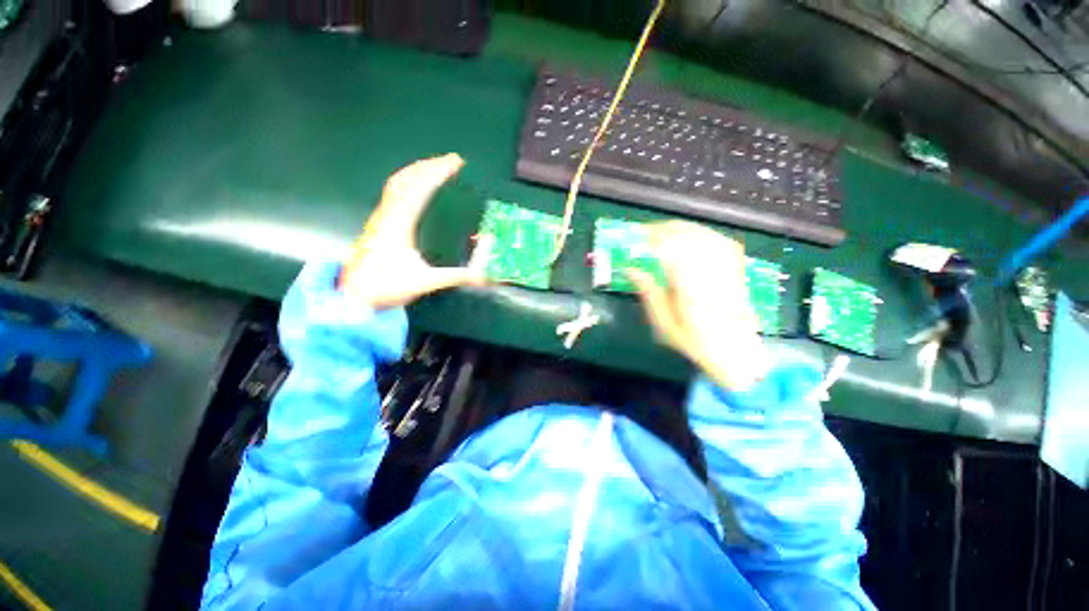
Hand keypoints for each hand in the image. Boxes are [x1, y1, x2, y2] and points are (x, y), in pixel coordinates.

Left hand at [340, 154, 484, 308]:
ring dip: (418, 169)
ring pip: (397, 182)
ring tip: (438, 166)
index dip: (438, 173)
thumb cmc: (386, 288)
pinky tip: (417, 185)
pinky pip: (393, 191)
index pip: (419, 189)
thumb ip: (455, 277)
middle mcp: (388, 214)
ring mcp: (381, 216)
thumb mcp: (424, 282)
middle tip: (452, 160)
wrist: (353, 296)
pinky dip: (408, 180)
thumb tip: (484, 276)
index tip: (456, 163)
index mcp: (399, 224)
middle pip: (407, 178)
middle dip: (430, 165)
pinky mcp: (379, 222)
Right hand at [628, 221, 770, 391]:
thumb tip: (630, 269)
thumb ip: (649, 293)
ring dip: (679, 229)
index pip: (670, 249)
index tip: (635, 237)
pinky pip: (717, 240)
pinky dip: (699, 234)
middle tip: (644, 234)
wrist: (734, 350)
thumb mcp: (664, 323)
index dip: (652, 238)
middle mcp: (710, 271)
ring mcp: (726, 267)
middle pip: (687, 236)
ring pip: (702, 234)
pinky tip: (688, 237)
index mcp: (690, 287)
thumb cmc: (694, 341)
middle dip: (663, 230)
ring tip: (661, 233)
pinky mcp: (735, 267)